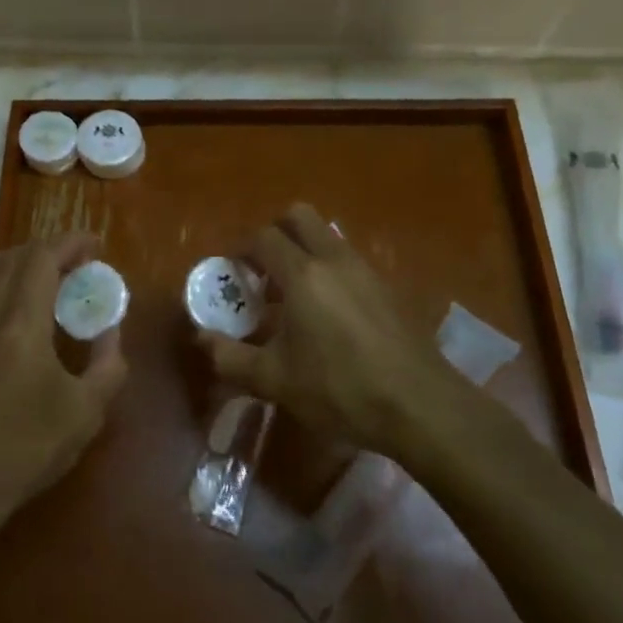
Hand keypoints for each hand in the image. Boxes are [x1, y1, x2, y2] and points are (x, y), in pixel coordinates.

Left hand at [0, 232, 127, 543]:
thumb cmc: (25, 451)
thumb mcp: (86, 413)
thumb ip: (108, 364)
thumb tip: (110, 331)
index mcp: (18, 325)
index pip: (41, 258)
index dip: (69, 243)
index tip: (94, 244)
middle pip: (11, 257)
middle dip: (47, 251)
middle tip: (76, 266)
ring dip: (17, 264)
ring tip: (45, 284)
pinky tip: (14, 324)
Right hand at [198, 205, 473, 457]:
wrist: (421, 406)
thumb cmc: (340, 389)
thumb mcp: (275, 380)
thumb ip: (231, 357)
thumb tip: (201, 339)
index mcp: (302, 274)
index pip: (263, 237)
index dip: (241, 249)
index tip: (232, 274)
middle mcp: (334, 260)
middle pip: (299, 216)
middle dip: (276, 232)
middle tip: (263, 270)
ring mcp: (366, 270)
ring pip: (328, 236)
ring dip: (305, 251)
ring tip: (294, 296)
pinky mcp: (389, 288)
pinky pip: (349, 260)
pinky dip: (330, 270)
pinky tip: (329, 316)